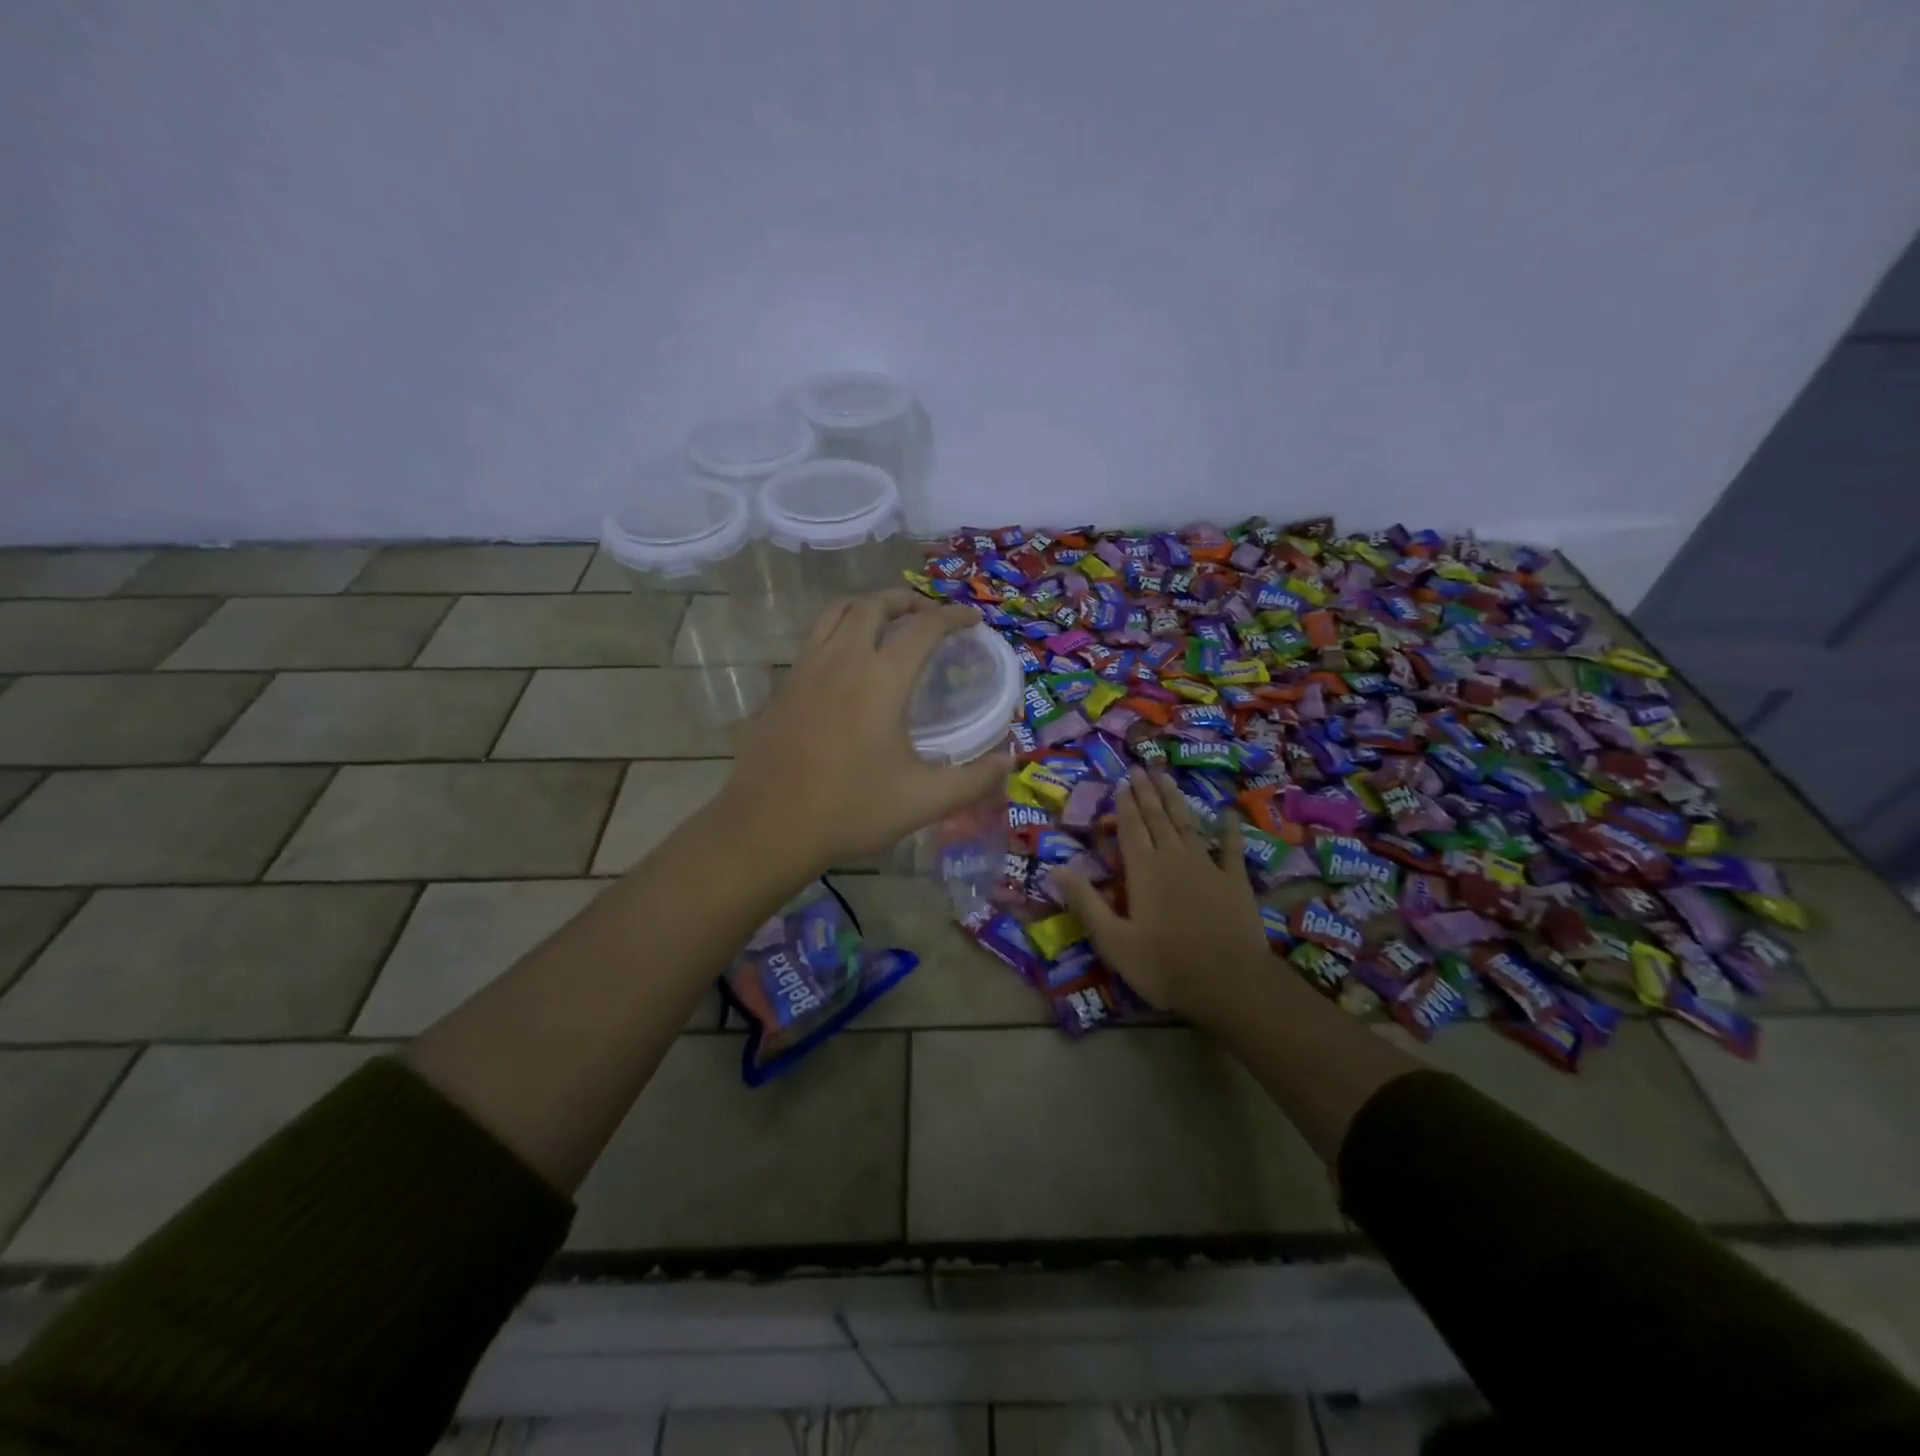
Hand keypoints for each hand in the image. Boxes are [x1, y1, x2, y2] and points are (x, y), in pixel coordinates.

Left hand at [723, 591, 1008, 875]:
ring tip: (888, 623)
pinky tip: (847, 661)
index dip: (953, 617)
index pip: (923, 628)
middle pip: (875, 605)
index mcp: (881, 679)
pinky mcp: (784, 686)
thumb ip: (972, 780)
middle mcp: (843, 659)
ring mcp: (806, 669)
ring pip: (837, 612)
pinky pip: (815, 637)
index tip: (972, 621)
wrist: (768, 827)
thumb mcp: (922, 801)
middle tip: (929, 617)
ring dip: (869, 606)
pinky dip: (840, 629)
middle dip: (908, 601)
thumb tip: (1010, 763)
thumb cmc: (850, 810)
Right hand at [1057, 768, 1270, 1017]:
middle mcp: (1174, 858)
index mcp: (1143, 870)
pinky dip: (1228, 829)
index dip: (1125, 804)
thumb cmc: (1164, 965)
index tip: (1122, 781)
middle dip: (1147, 793)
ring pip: (1188, 824)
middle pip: (1158, 819)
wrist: (1230, 983)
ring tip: (1167, 778)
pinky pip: (1231, 848)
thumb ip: (1086, 903)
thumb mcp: (1113, 940)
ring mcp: (1208, 867)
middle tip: (1141, 769)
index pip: (1131, 828)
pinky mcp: (1235, 882)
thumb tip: (1055, 869)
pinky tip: (1228, 813)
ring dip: (1176, 800)